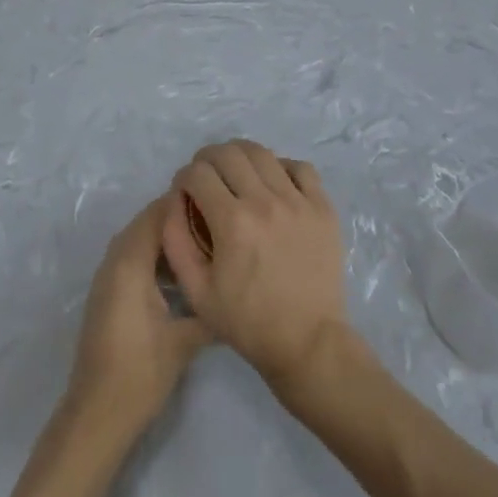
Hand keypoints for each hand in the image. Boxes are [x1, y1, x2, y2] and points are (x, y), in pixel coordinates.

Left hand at [66, 196, 211, 437]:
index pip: (161, 212)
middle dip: (182, 217)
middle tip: (221, 220)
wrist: (96, 415)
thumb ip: (211, 308)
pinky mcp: (110, 292)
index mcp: (130, 261)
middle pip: (151, 221)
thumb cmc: (140, 374)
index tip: (222, 203)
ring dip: (170, 237)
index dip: (190, 203)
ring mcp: (109, 275)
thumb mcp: (185, 340)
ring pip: (142, 239)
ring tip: (210, 242)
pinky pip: (135, 257)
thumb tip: (239, 289)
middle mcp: (115, 259)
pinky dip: (158, 255)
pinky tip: (186, 272)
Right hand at [162, 140, 348, 399]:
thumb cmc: (248, 323)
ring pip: (262, 153)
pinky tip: (274, 183)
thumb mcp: (197, 291)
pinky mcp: (323, 208)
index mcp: (232, 222)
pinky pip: (300, 167)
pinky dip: (281, 167)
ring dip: (241, 156)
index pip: (198, 173)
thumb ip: (176, 240)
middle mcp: (264, 201)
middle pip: (228, 153)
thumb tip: (174, 200)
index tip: (185, 191)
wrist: (308, 343)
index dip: (184, 177)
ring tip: (236, 173)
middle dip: (208, 159)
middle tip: (206, 178)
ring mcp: (298, 201)